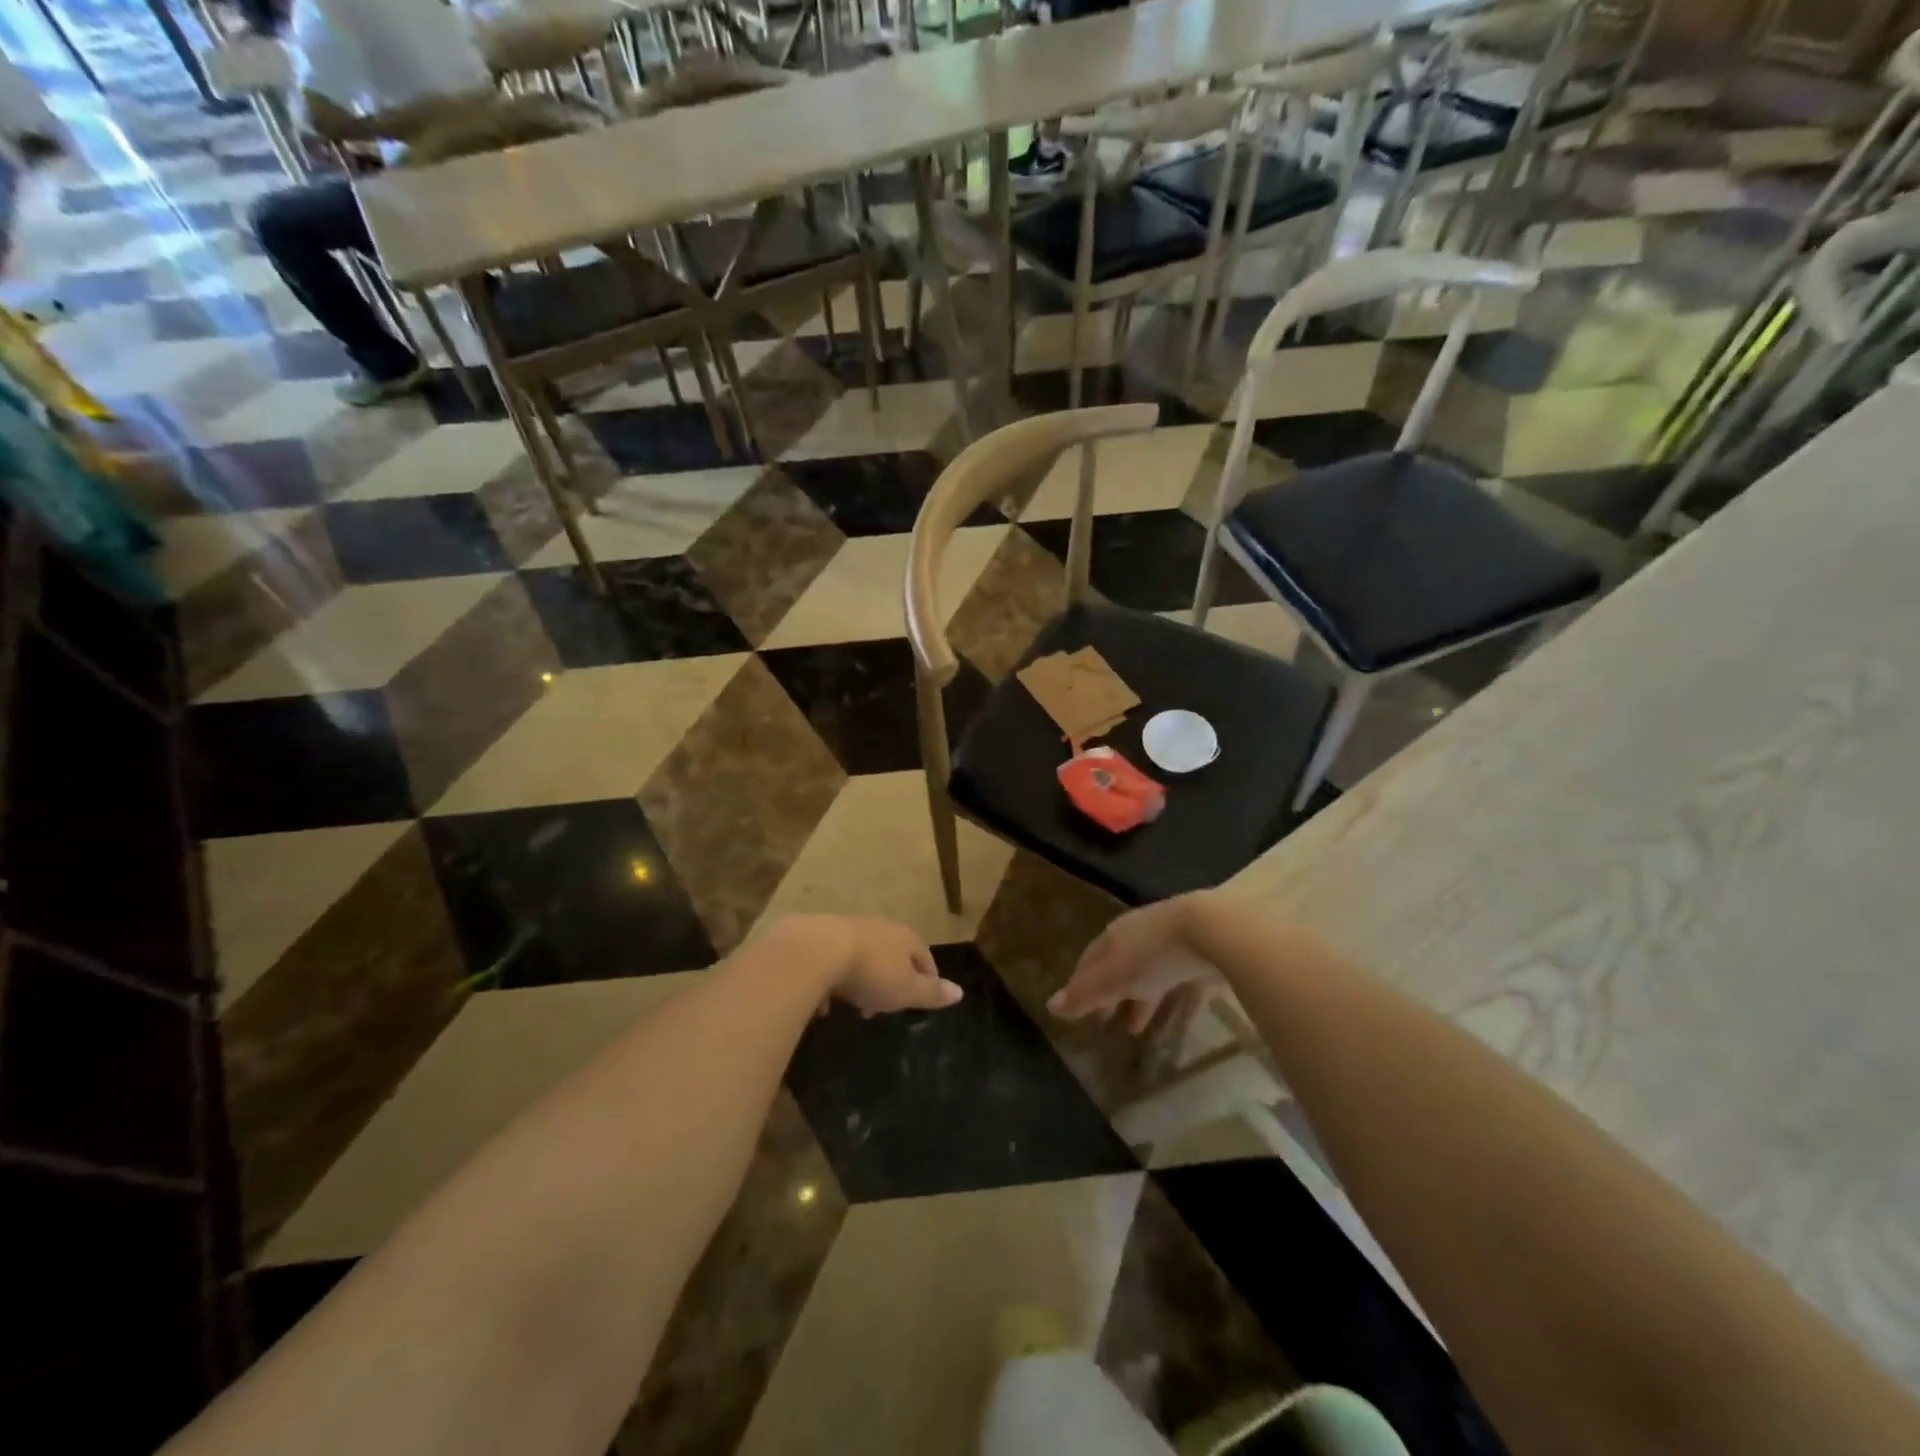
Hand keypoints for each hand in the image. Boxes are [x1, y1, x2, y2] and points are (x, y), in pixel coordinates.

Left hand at [775, 915, 963, 1016]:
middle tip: (884, 1007)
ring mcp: (850, 928)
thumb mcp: (906, 990)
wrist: (817, 951)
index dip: (926, 979)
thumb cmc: (871, 973)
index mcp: (906, 937)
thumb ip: (932, 993)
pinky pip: (835, 960)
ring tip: (854, 1005)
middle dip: (891, 980)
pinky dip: (835, 979)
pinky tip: (825, 1001)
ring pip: (863, 956)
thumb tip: (960, 992)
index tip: (922, 999)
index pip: (924, 957)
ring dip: (862, 979)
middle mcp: (881, 927)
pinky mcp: (821, 935)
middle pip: (893, 954)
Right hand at [1048, 893, 1220, 1032]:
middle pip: (1121, 969)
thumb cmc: (1152, 953)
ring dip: (1143, 1003)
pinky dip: (1177, 1010)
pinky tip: (1177, 1031)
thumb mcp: (1112, 977)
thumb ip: (1084, 994)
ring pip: (1152, 980)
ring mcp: (1174, 948)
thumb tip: (1049, 1006)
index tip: (1078, 1009)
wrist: (1213, 931)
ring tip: (1137, 1032)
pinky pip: (1184, 990)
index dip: (1082, 984)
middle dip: (1113, 995)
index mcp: (1116, 936)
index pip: (1091, 960)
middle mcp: (1141, 938)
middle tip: (1106, 1023)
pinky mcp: (1203, 963)